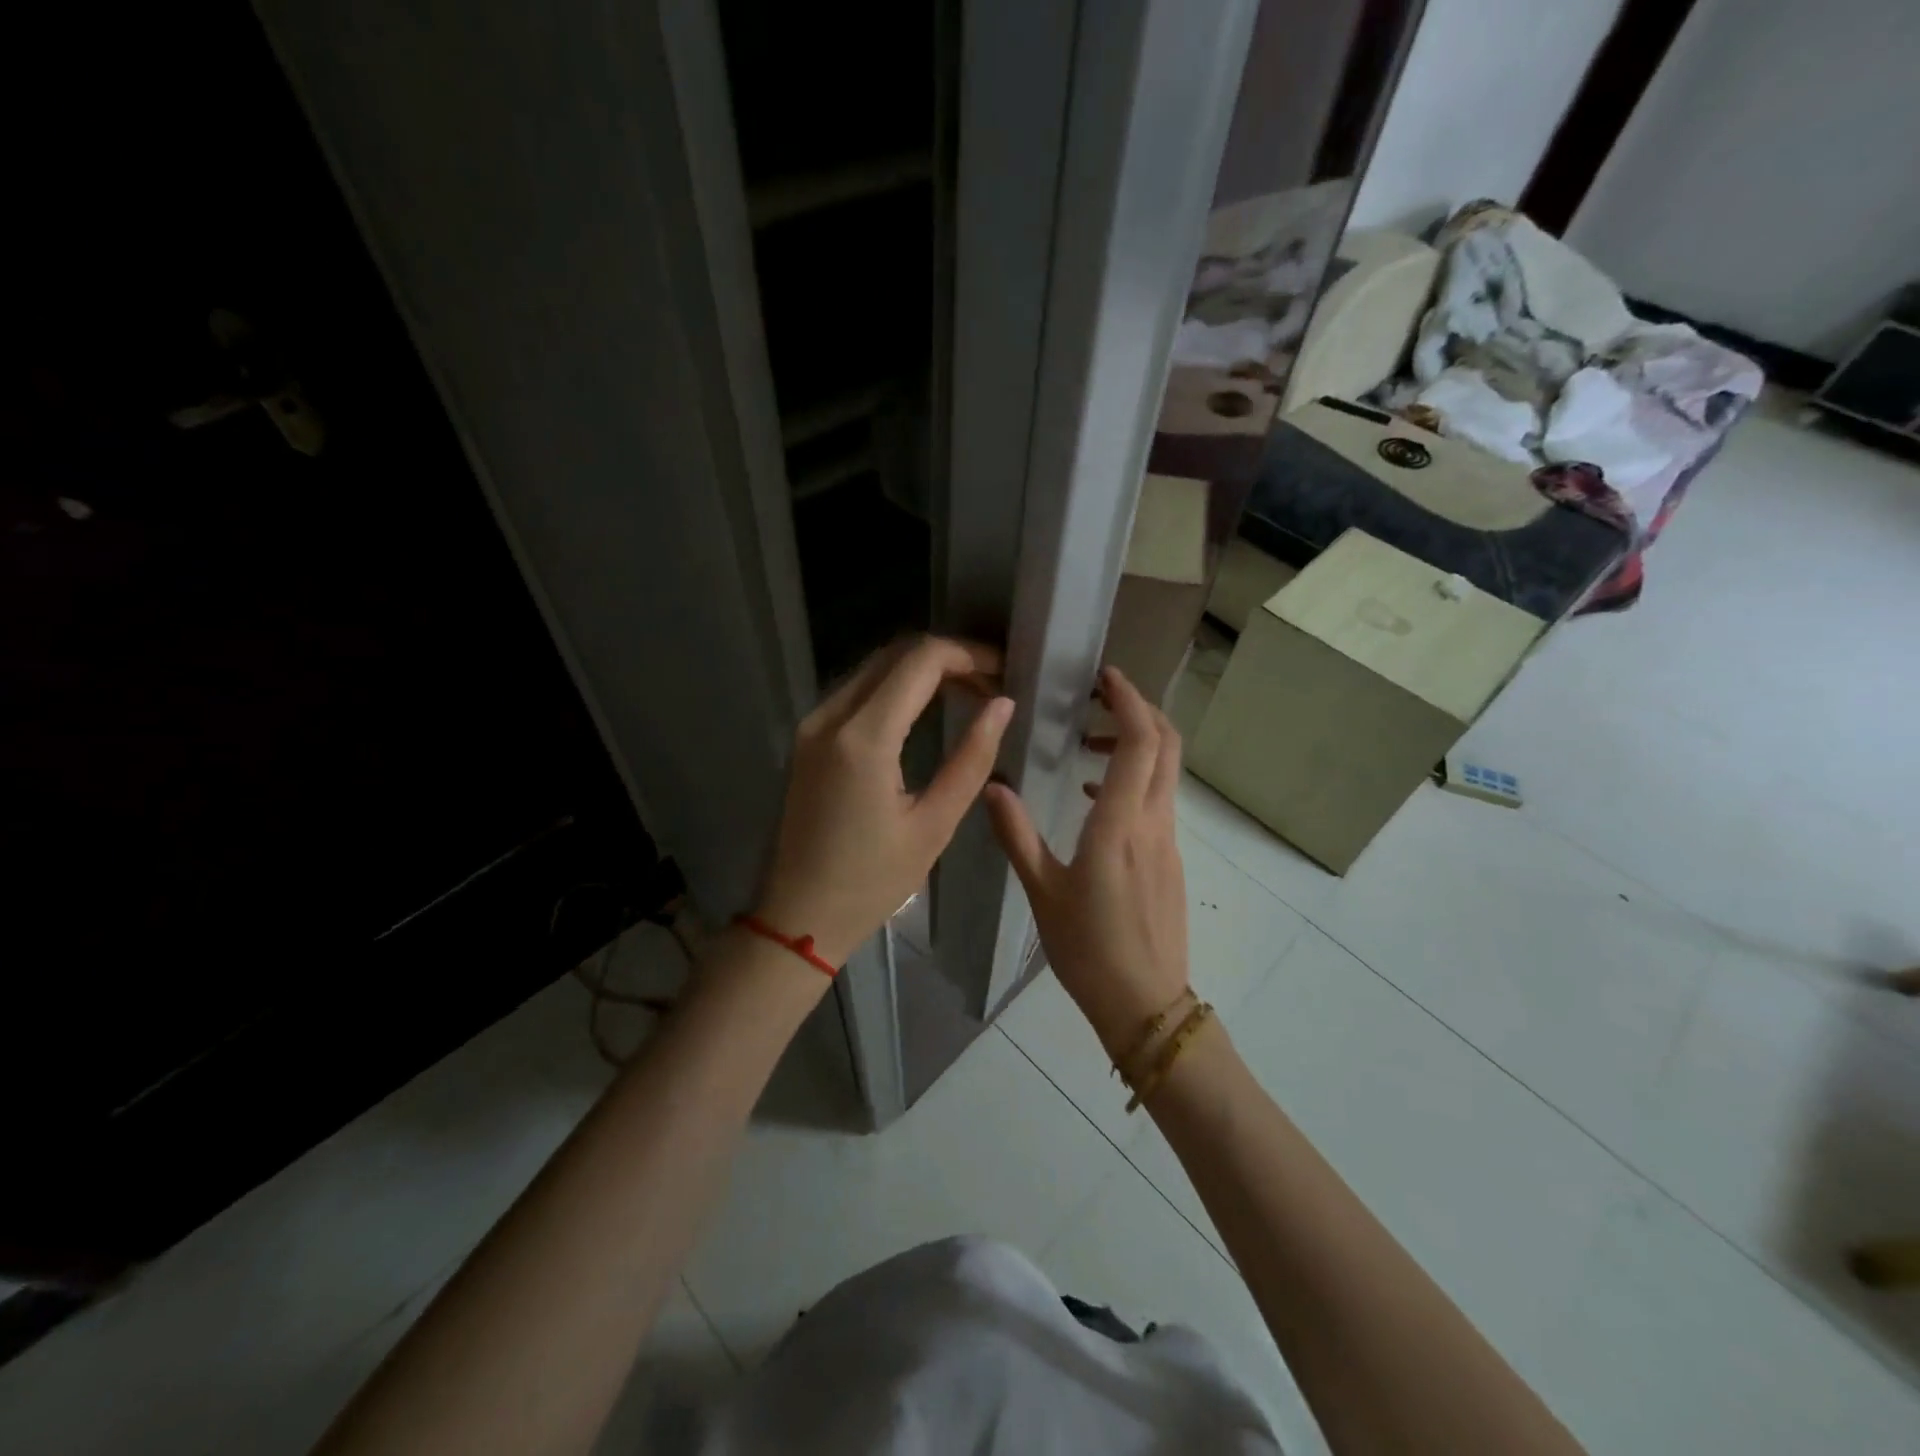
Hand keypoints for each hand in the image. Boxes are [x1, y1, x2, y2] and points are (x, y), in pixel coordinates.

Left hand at [755, 636, 1012, 967]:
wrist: (799, 917)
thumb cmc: (872, 881)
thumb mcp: (934, 825)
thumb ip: (972, 759)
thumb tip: (1002, 705)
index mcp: (863, 739)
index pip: (921, 661)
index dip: (968, 654)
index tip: (1003, 671)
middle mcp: (830, 717)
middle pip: (896, 654)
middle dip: (948, 658)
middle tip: (991, 684)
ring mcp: (812, 725)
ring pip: (875, 668)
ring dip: (922, 669)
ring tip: (969, 693)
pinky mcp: (807, 738)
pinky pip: (857, 691)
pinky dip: (896, 687)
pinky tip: (927, 708)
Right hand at [984, 666, 1188, 1055]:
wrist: (1145, 1004)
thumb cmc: (1088, 949)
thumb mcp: (1042, 891)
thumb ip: (1017, 834)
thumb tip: (993, 785)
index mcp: (1121, 825)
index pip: (1141, 742)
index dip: (1129, 700)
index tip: (1104, 677)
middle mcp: (1154, 823)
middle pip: (1167, 745)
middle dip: (1140, 709)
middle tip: (1099, 697)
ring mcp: (1168, 841)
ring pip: (1165, 771)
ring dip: (1137, 743)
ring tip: (1088, 744)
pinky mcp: (1170, 859)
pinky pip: (1159, 799)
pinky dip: (1136, 777)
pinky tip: (1096, 798)